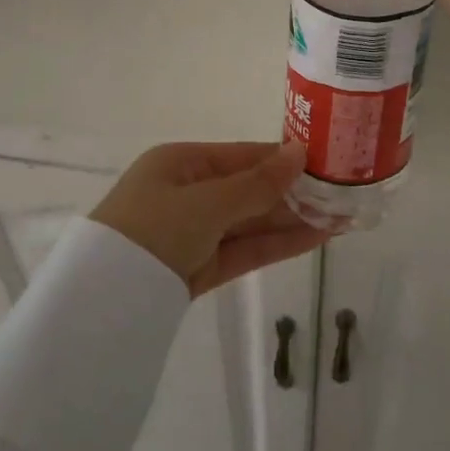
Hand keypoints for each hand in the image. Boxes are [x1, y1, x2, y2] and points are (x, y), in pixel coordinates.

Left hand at [90, 141, 324, 297]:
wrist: (105, 297)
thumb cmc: (153, 227)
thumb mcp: (207, 201)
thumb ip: (258, 183)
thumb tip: (300, 152)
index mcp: (182, 164)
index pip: (244, 156)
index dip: (284, 159)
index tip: (326, 161)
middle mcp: (189, 193)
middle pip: (251, 189)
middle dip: (295, 193)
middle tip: (344, 194)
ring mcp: (196, 232)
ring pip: (252, 222)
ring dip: (294, 220)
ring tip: (343, 216)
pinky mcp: (201, 267)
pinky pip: (245, 249)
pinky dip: (278, 244)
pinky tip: (316, 238)